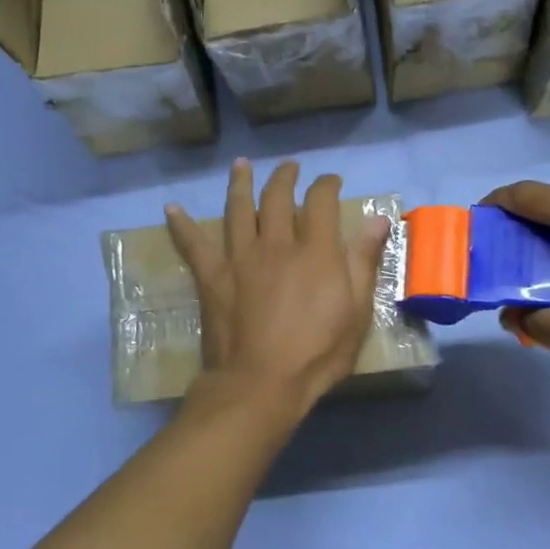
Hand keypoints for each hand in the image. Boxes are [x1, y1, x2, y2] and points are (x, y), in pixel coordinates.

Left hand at [166, 160, 391, 409]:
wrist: (261, 383)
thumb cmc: (317, 353)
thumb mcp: (356, 311)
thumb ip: (364, 261)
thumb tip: (378, 217)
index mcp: (315, 251)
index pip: (321, 201)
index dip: (326, 184)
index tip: (330, 181)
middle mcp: (276, 244)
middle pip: (277, 197)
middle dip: (284, 177)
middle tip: (289, 167)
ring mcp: (240, 258)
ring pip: (238, 209)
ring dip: (240, 184)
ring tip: (241, 165)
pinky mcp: (212, 276)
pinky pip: (193, 244)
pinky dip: (181, 225)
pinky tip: (171, 208)